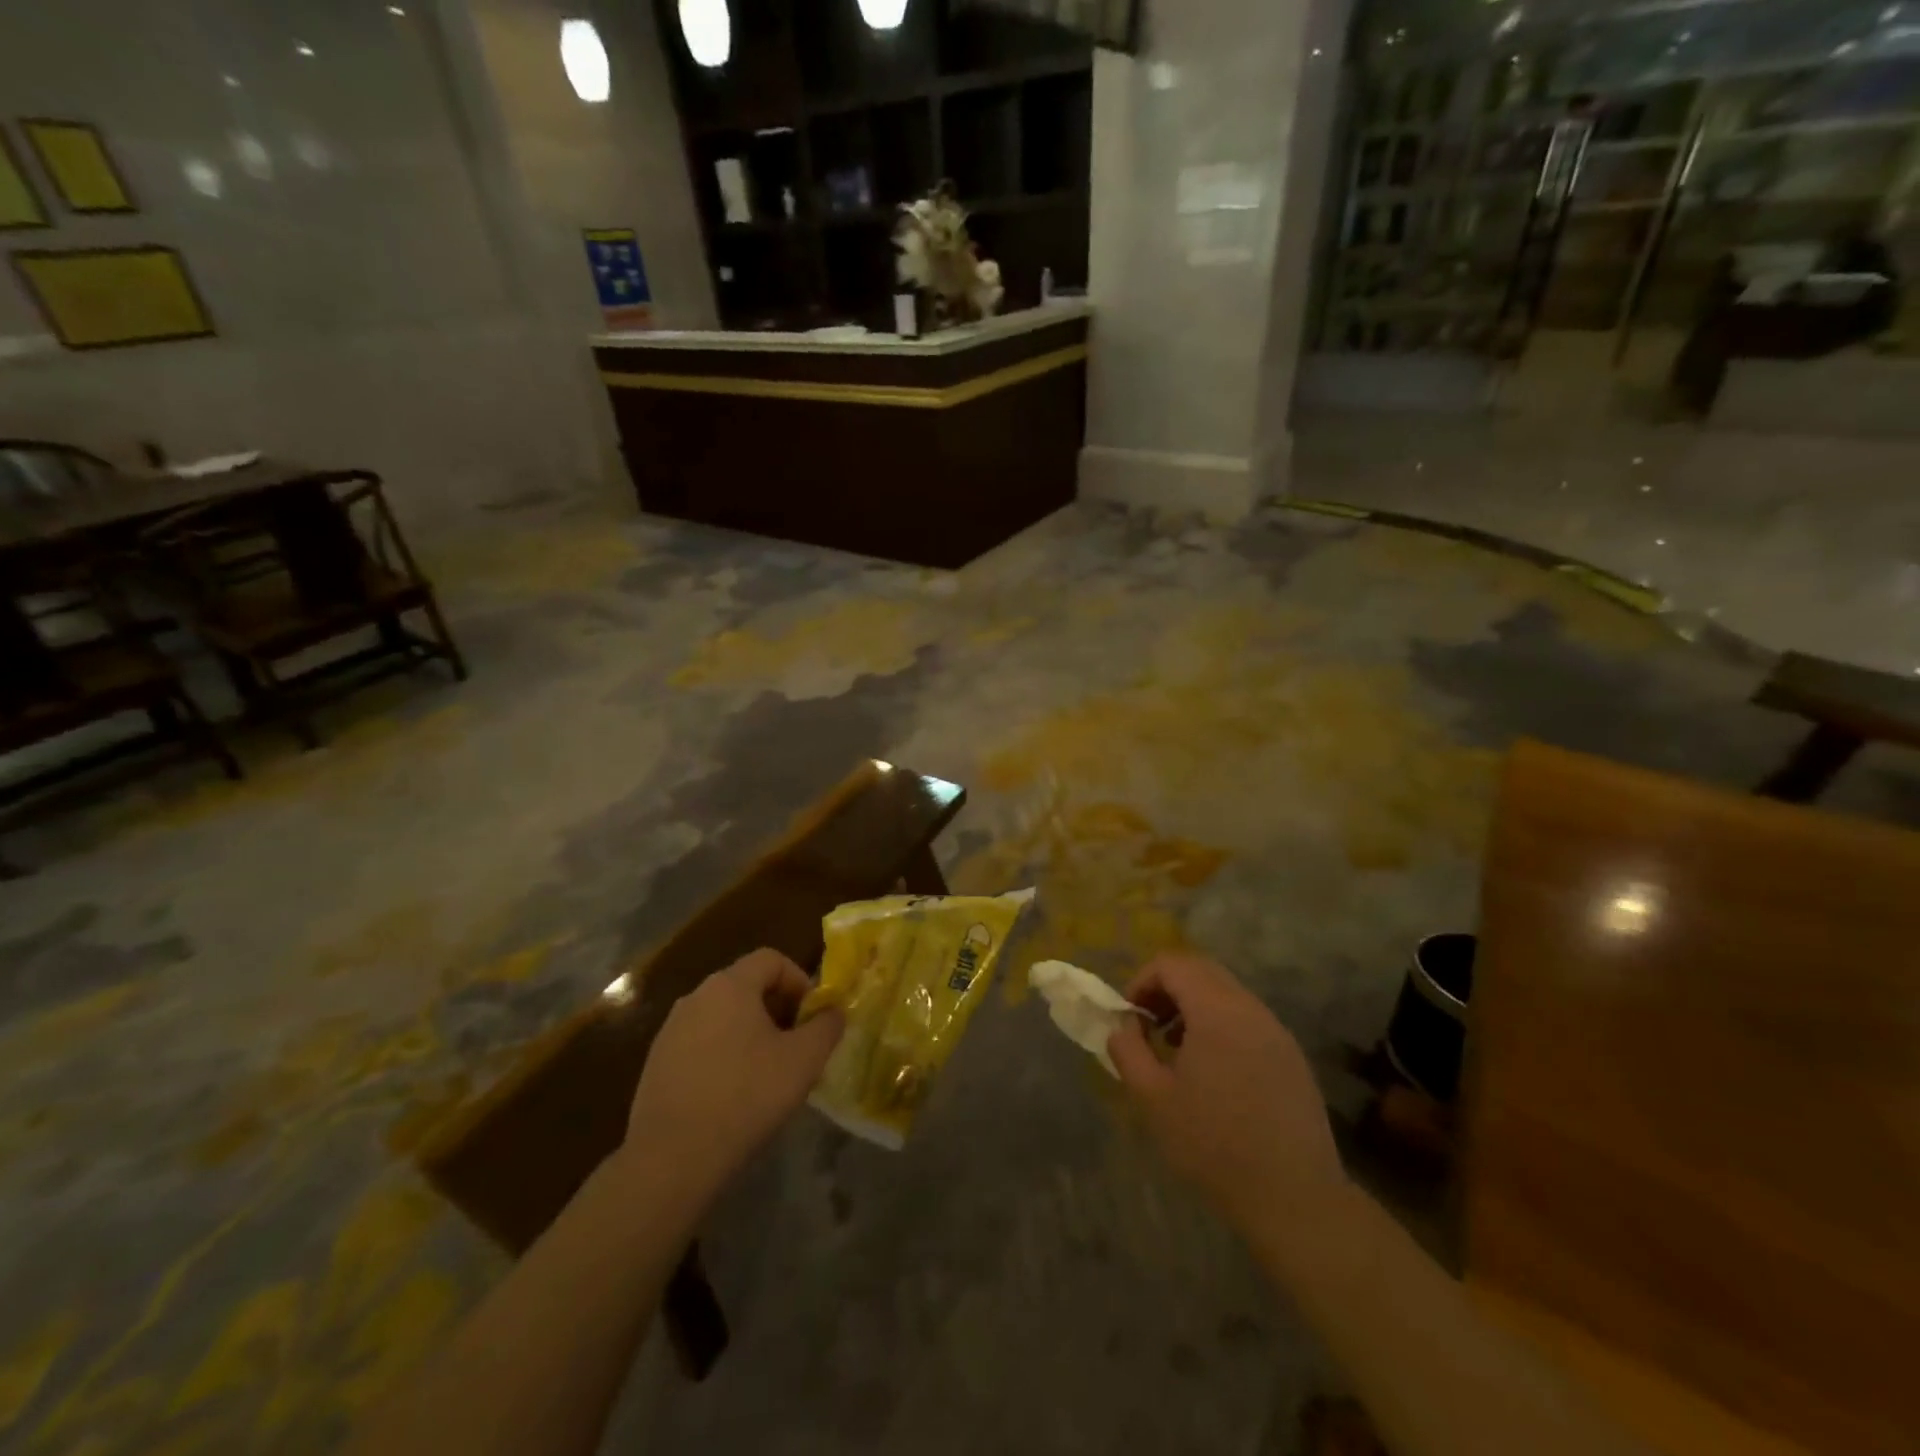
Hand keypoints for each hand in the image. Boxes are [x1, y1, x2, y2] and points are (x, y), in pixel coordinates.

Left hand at [622, 949, 843, 1202]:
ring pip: (723, 1015)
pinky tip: (733, 1093)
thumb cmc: (746, 1096)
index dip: (799, 981)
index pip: (771, 959)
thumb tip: (834, 1012)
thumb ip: (827, 1027)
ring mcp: (671, 1029)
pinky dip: (723, 1054)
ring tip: (767, 1071)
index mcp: (730, 985)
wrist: (672, 1157)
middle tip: (796, 1045)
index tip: (812, 1017)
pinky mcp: (657, 1062)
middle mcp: (696, 996)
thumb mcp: (804, 1060)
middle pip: (746, 985)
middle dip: (777, 1008)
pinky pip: (701, 1042)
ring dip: (750, 1032)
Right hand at [1107, 952, 1346, 1232]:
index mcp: (1216, 1010)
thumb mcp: (1152, 1098)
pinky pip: (1248, 1019)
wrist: (1294, 1198)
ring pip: (1227, 994)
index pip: (1173, 963)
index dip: (1142, 980)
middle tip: (1149, 1026)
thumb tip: (1123, 1026)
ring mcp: (1276, 1031)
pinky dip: (1220, 1025)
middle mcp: (1250, 1009)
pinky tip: (1213, 1073)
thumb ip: (1128, 1050)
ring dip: (1194, 1007)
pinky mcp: (1292, 1056)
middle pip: (1202, 970)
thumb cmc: (1214, 1144)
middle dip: (1167, 988)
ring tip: (1177, 1051)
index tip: (1130, 1017)